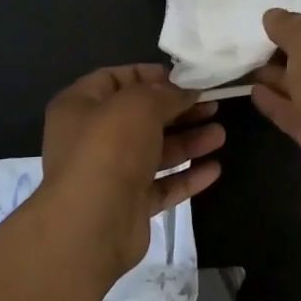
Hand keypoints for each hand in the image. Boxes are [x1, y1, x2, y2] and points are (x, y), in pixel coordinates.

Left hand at [39, 63, 224, 278]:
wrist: (92, 224)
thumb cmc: (109, 147)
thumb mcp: (140, 104)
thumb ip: (166, 93)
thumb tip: (185, 91)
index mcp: (80, 105)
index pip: (115, 79)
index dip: (150, 76)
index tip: (184, 79)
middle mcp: (91, 138)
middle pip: (141, 117)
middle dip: (178, 111)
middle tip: (213, 105)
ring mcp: (110, 174)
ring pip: (154, 151)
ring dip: (188, 142)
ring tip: (220, 135)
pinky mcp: (129, 205)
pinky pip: (161, 185)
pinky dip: (186, 176)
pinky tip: (214, 169)